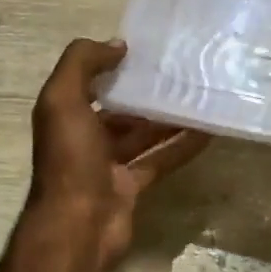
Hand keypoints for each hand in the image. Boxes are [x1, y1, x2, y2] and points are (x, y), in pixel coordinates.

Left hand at [27, 38, 208, 271]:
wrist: (77, 226)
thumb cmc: (70, 159)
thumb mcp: (62, 100)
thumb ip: (82, 64)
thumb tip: (117, 45)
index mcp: (66, 115)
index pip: (90, 83)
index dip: (114, 66)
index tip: (148, 51)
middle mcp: (86, 137)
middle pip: (121, 109)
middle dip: (146, 93)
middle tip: (183, 72)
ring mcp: (110, 164)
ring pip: (144, 134)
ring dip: (169, 118)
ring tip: (200, 96)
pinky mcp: (133, 185)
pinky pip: (161, 160)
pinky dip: (182, 147)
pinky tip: (208, 132)